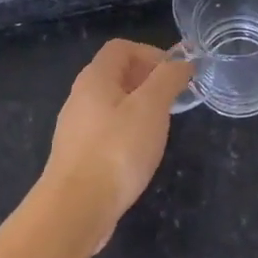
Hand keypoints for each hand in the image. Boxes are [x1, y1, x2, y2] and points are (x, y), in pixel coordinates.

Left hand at [43, 39, 192, 248]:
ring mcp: (76, 128)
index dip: (151, 53)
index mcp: (95, 79)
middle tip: (173, 99)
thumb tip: (182, 62)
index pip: (121, 48)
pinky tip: (140, 153)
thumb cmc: (116, 150)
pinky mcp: (78, 155)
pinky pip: (106, 130)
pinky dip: (127, 131)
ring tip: (161, 126)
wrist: (75, 209)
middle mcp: (80, 97)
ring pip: (112, 104)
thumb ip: (168, 79)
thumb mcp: (151, 108)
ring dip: (139, 107)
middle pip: (115, 74)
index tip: (175, 74)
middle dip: (148, 80)